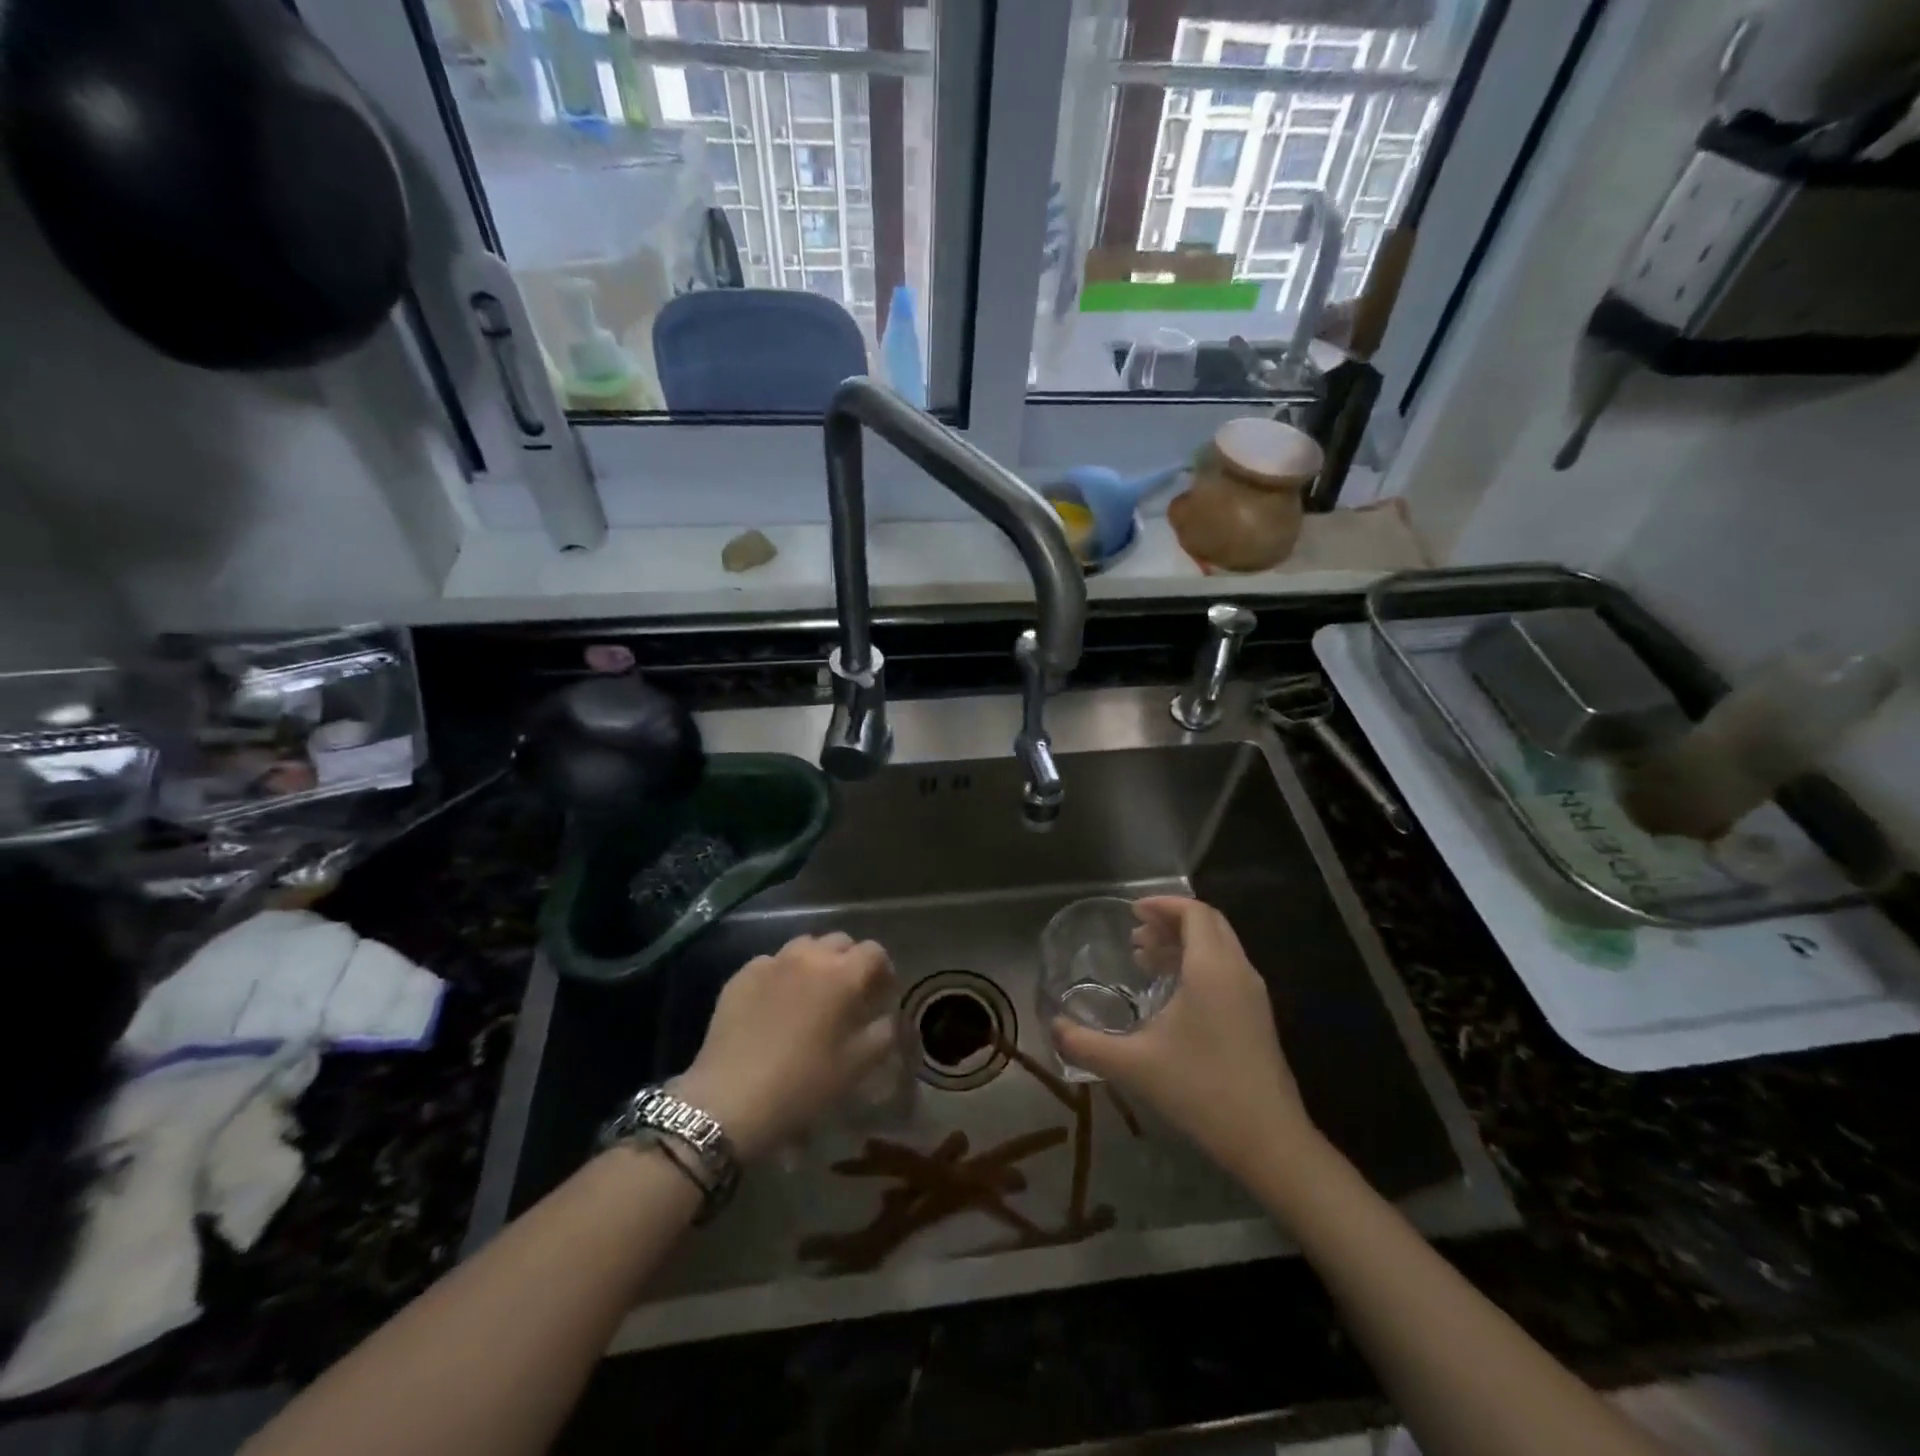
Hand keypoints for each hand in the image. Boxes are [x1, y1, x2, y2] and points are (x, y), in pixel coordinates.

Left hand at [675, 933, 897, 1159]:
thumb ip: (883, 1033)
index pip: (874, 952)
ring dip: (816, 962)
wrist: (730, 1100)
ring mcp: (772, 962)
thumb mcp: (857, 1066)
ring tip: (812, 993)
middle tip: (848, 993)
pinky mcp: (741, 975)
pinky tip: (776, 1004)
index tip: (881, 994)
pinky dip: (782, 974)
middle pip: (840, 942)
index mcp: (843, 975)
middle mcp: (809, 957)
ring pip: (804, 946)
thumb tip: (887, 1016)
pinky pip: (771, 963)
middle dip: (850, 961)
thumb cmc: (803, 1084)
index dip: (883, 970)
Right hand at [1053, 897, 1314, 1180]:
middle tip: (1136, 934)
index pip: (1194, 912)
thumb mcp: (1134, 1065)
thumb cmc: (1201, 1089)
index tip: (1133, 911)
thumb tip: (1053, 1028)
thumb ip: (1087, 1044)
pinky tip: (1173, 993)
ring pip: (1219, 947)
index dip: (1163, 904)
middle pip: (1208, 924)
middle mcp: (1238, 971)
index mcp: (1212, 968)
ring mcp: (1253, 994)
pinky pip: (1226, 969)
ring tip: (1146, 958)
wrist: (1268, 1140)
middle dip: (1171, 920)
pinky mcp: (1257, 1017)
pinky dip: (1198, 964)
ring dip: (1184, 943)